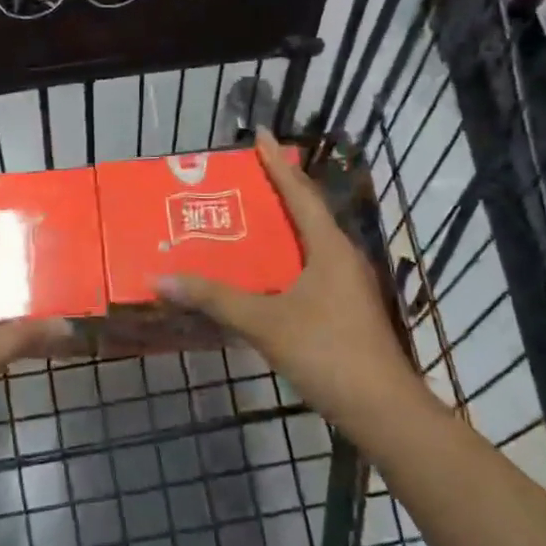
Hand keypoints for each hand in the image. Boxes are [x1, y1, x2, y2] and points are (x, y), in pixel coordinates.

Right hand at [157, 132, 419, 437]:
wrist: (382, 410)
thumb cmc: (327, 352)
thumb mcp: (265, 322)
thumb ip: (215, 299)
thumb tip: (162, 278)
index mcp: (330, 249)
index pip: (300, 194)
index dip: (278, 164)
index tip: (261, 135)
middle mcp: (344, 259)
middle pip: (309, 213)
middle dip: (280, 190)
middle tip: (247, 175)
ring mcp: (349, 286)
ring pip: (312, 244)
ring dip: (285, 227)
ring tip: (251, 219)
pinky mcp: (347, 311)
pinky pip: (312, 269)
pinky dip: (288, 260)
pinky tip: (267, 275)